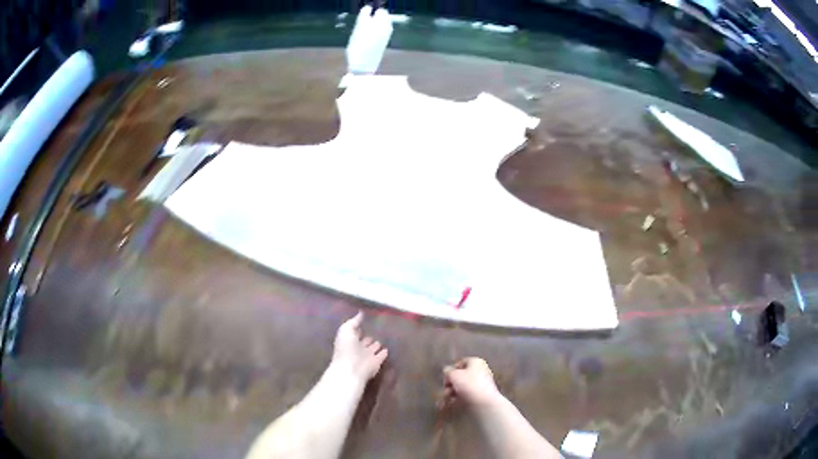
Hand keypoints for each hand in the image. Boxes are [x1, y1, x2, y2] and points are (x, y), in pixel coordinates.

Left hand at [332, 312, 387, 381]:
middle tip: (376, 331)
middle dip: (369, 337)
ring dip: (377, 344)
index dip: (358, 328)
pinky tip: (387, 349)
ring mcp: (367, 356)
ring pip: (373, 348)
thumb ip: (353, 322)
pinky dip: (384, 353)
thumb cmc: (346, 348)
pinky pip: (381, 356)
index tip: (364, 322)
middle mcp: (358, 348)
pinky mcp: (376, 362)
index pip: (355, 333)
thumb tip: (360, 313)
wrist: (351, 369)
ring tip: (384, 338)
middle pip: (365, 341)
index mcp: (349, 340)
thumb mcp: (346, 330)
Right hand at [443, 357, 500, 407]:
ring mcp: (482, 384)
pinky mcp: (481, 395)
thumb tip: (447, 370)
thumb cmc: (469, 384)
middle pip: (461, 376)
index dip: (451, 370)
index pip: (461, 362)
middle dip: (451, 384)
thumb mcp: (454, 375)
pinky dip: (459, 399)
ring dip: (453, 392)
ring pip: (463, 386)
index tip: (446, 378)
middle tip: (446, 390)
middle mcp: (481, 370)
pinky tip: (452, 404)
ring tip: (447, 399)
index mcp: (476, 362)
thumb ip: (448, 371)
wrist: (484, 402)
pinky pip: (467, 395)